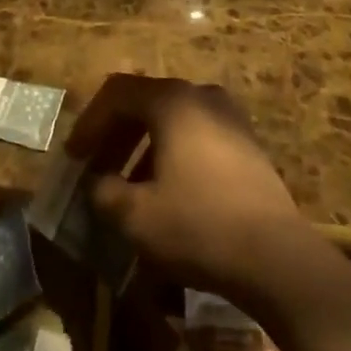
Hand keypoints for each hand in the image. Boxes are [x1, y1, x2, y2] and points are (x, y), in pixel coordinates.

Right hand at [65, 75, 314, 300]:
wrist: (276, 257)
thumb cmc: (199, 225)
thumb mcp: (136, 215)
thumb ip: (105, 193)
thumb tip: (99, 184)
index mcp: (172, 101)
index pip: (117, 93)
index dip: (89, 122)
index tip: (74, 156)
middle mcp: (201, 96)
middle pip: (145, 103)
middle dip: (115, 135)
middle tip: (95, 168)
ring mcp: (229, 117)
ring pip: (172, 121)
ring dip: (142, 147)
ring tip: (126, 186)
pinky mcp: (247, 144)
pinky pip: (196, 136)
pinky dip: (171, 155)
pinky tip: (166, 192)